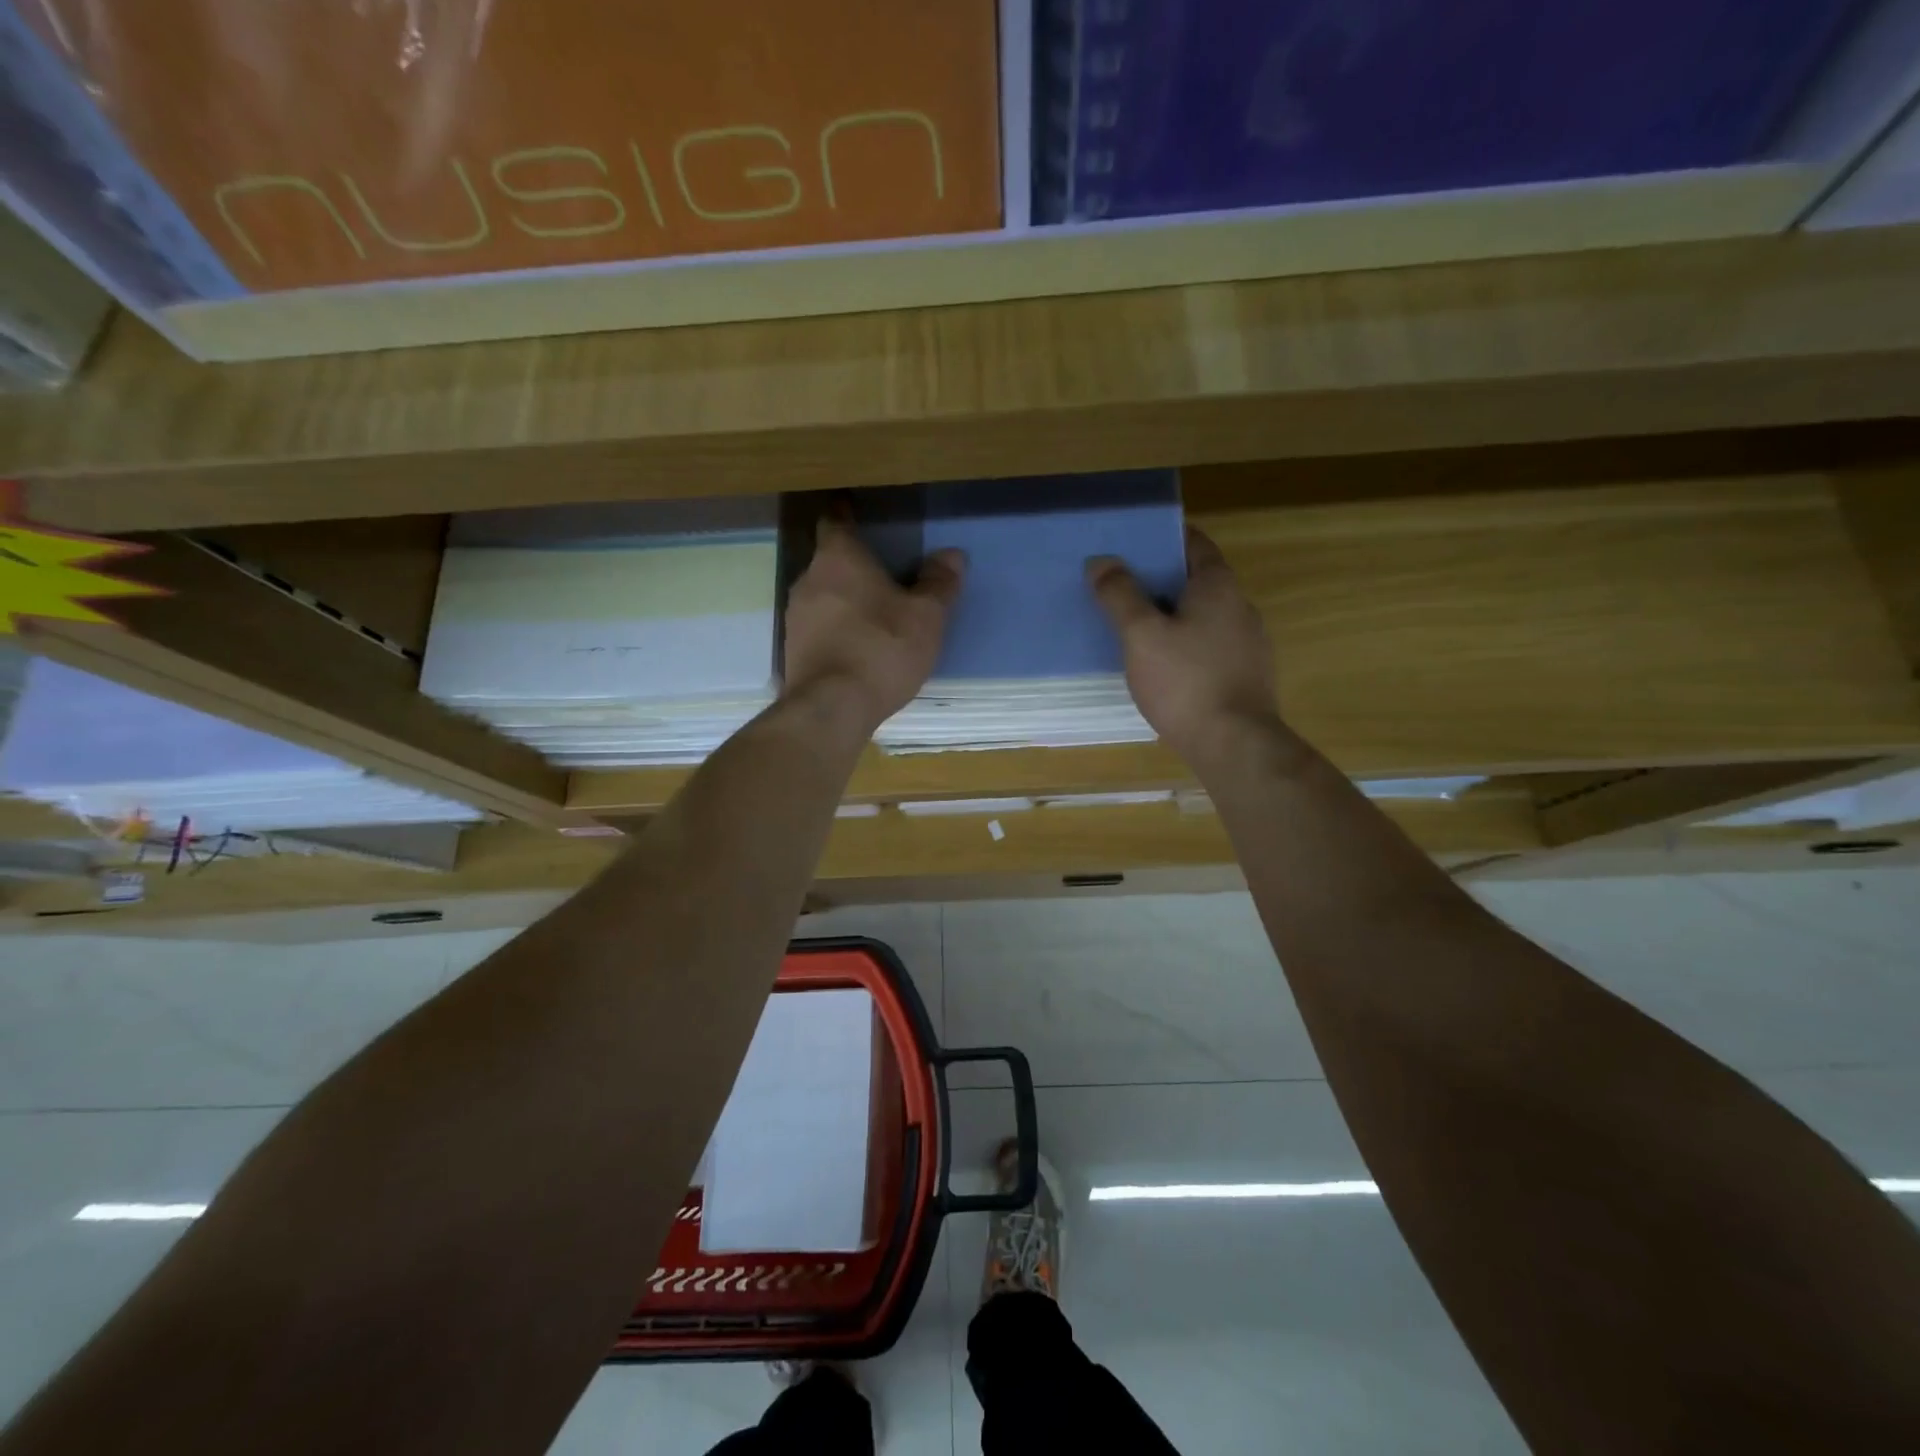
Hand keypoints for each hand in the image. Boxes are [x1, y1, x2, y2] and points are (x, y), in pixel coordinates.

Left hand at [783, 516, 963, 732]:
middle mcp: (808, 579)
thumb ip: (939, 584)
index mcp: (838, 558)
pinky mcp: (793, 650)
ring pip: (821, 595)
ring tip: (871, 612)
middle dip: (851, 564)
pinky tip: (856, 645)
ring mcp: (796, 617)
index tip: (854, 510)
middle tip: (880, 571)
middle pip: (828, 560)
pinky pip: (818, 627)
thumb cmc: (881, 648)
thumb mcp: (925, 616)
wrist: (832, 707)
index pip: (835, 521)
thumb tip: (952, 556)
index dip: (845, 514)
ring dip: (842, 599)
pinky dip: (835, 628)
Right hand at [1088, 527, 1281, 765]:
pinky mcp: (1246, 675)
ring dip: (1172, 614)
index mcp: (1218, 586)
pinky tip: (1163, 665)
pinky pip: (1210, 645)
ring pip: (1203, 615)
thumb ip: (1120, 595)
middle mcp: (1240, 606)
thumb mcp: (1142, 635)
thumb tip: (1101, 561)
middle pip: (1197, 579)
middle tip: (1119, 585)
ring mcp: (1248, 643)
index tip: (1129, 543)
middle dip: (1160, 579)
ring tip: (1134, 625)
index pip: (1193, 542)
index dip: (1161, 538)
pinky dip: (1186, 644)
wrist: (1235, 745)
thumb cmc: (1185, 682)